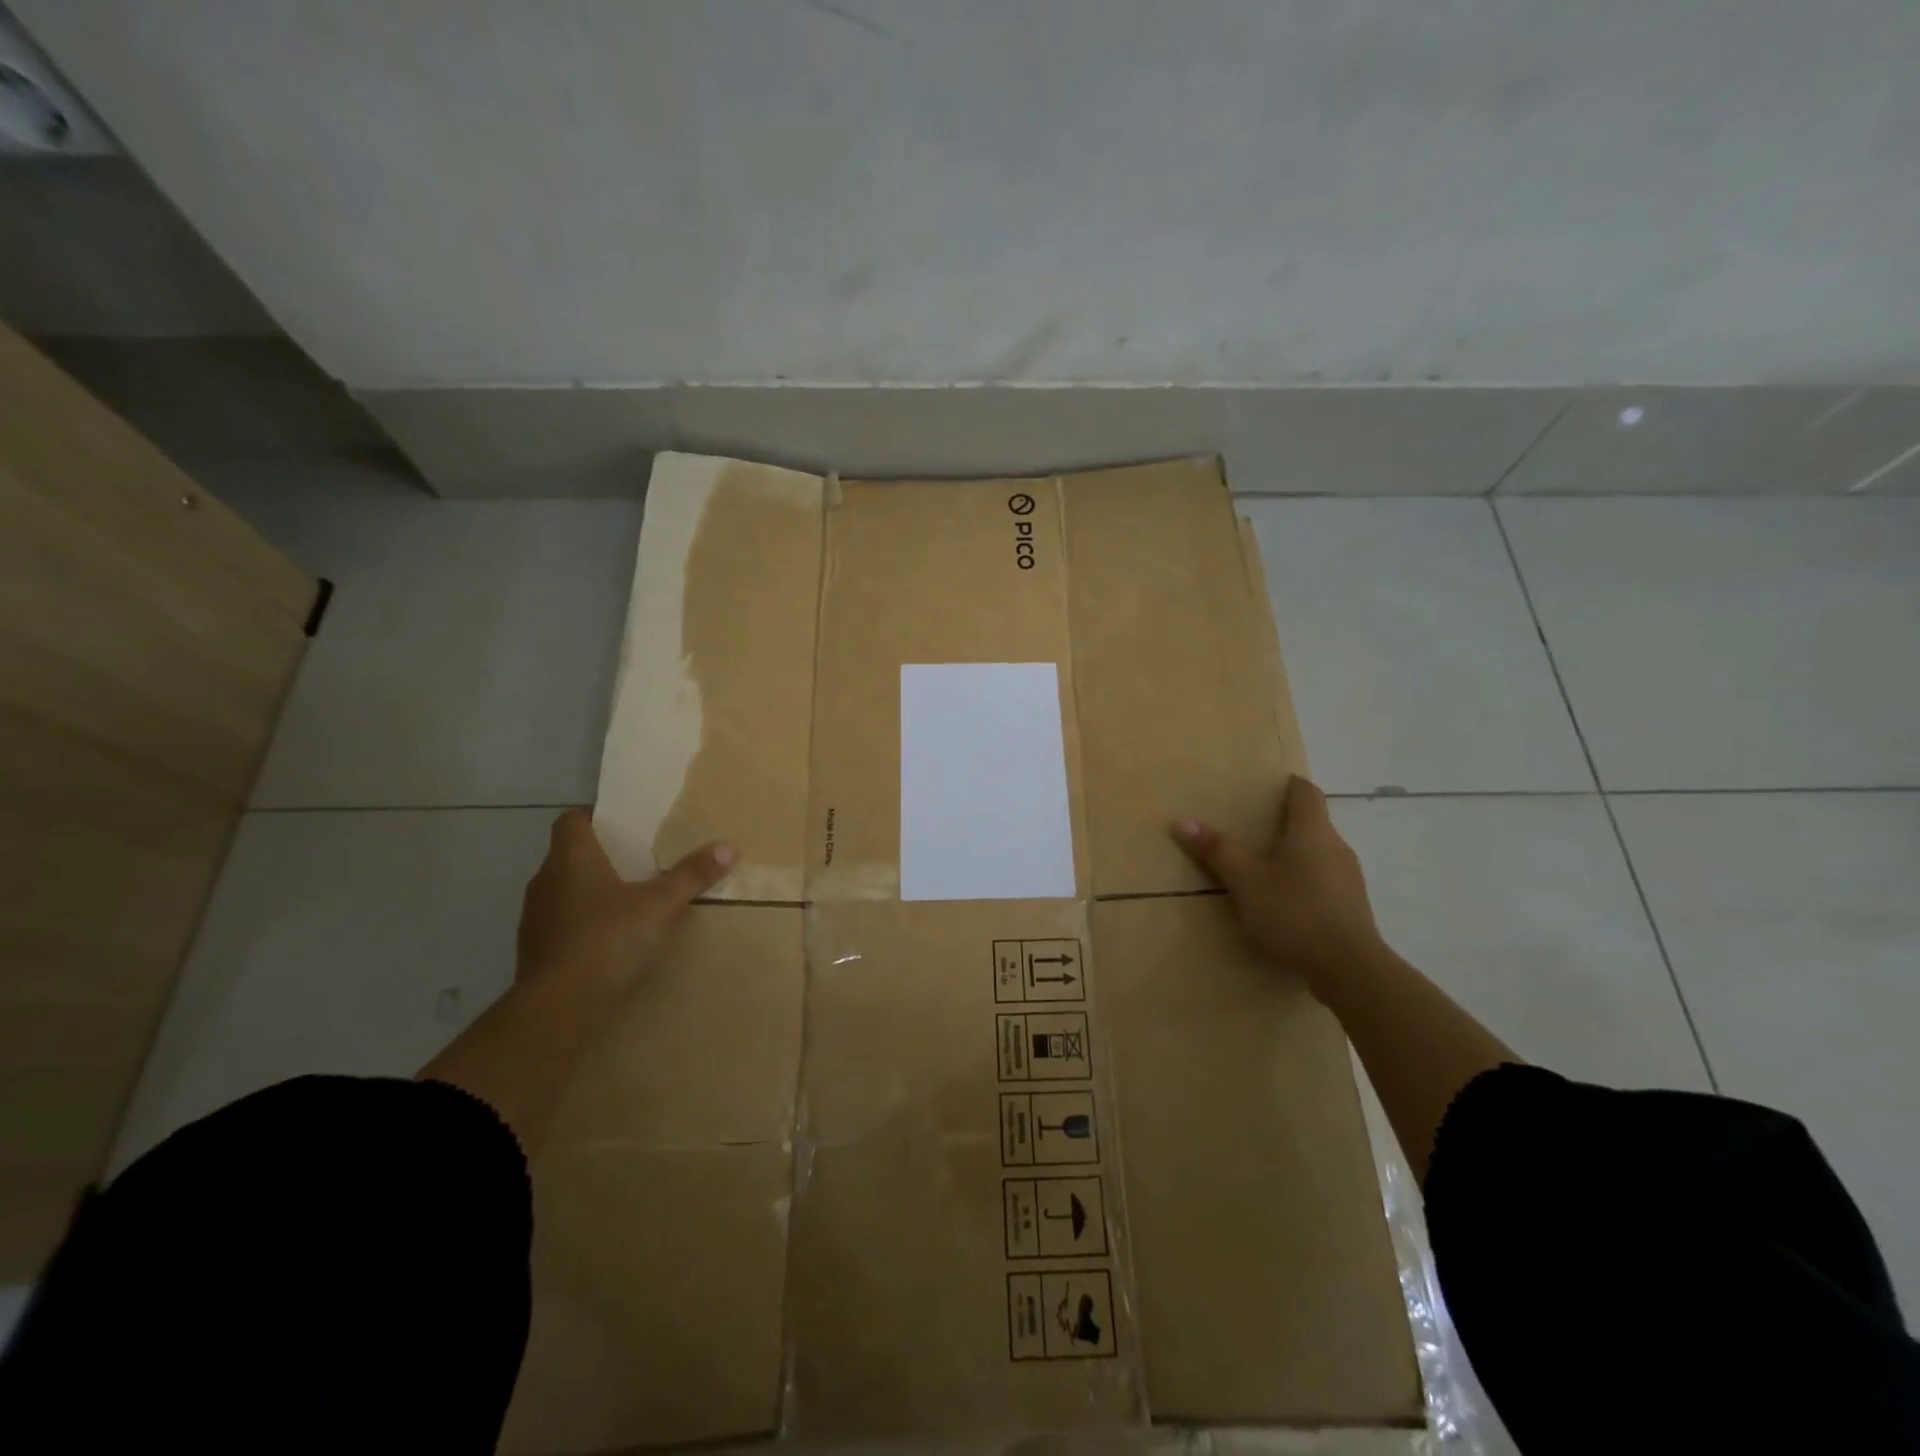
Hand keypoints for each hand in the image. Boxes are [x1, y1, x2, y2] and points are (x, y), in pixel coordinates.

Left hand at [516, 808, 732, 998]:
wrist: (557, 1009)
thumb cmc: (608, 940)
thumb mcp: (661, 905)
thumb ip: (691, 875)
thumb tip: (727, 847)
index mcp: (571, 858)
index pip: (572, 819)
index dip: (596, 817)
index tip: (627, 825)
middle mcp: (546, 880)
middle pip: (572, 854)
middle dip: (604, 856)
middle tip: (642, 860)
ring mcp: (536, 917)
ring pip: (566, 890)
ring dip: (593, 891)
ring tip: (632, 900)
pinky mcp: (535, 950)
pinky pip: (563, 923)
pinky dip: (585, 923)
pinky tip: (612, 938)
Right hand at [1171, 775, 1384, 991]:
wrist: (1349, 969)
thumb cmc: (1294, 912)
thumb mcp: (1246, 881)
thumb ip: (1217, 851)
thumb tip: (1182, 821)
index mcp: (1312, 832)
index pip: (1307, 793)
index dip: (1290, 786)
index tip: (1272, 786)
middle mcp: (1336, 847)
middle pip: (1313, 824)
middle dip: (1286, 823)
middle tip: (1254, 829)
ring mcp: (1349, 879)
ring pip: (1319, 854)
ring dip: (1295, 855)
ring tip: (1265, 868)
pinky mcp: (1353, 909)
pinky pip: (1325, 882)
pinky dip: (1305, 882)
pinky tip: (1285, 903)